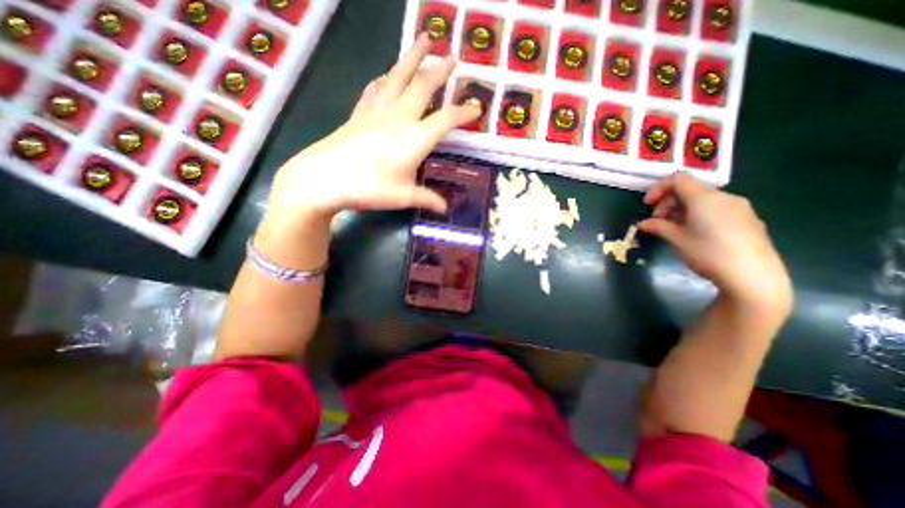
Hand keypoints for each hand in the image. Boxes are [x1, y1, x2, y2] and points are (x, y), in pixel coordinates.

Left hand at [267, 33, 483, 220]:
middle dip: (440, 70)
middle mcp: (399, 118)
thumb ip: (427, 200)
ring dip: (413, 58)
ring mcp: (377, 111)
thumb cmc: (368, 189)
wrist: (323, 178)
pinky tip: (386, 74)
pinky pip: (375, 88)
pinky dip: (384, 78)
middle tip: (453, 56)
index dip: (464, 112)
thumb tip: (445, 208)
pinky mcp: (359, 113)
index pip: (446, 119)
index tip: (477, 108)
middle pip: (423, 86)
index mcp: (415, 139)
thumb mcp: (403, 198)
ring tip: (424, 39)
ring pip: (398, 76)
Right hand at [636, 173, 792, 316]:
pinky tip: (694, 234)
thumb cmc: (708, 253)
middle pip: (690, 189)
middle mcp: (724, 197)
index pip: (678, 179)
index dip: (658, 189)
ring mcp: (739, 208)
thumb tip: (643, 223)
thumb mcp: (677, 239)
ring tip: (673, 229)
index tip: (647, 205)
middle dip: (668, 202)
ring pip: (703, 200)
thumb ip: (658, 227)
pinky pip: (716, 209)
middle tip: (657, 221)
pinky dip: (698, 215)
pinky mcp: (747, 220)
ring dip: (682, 210)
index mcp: (705, 198)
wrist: (753, 276)